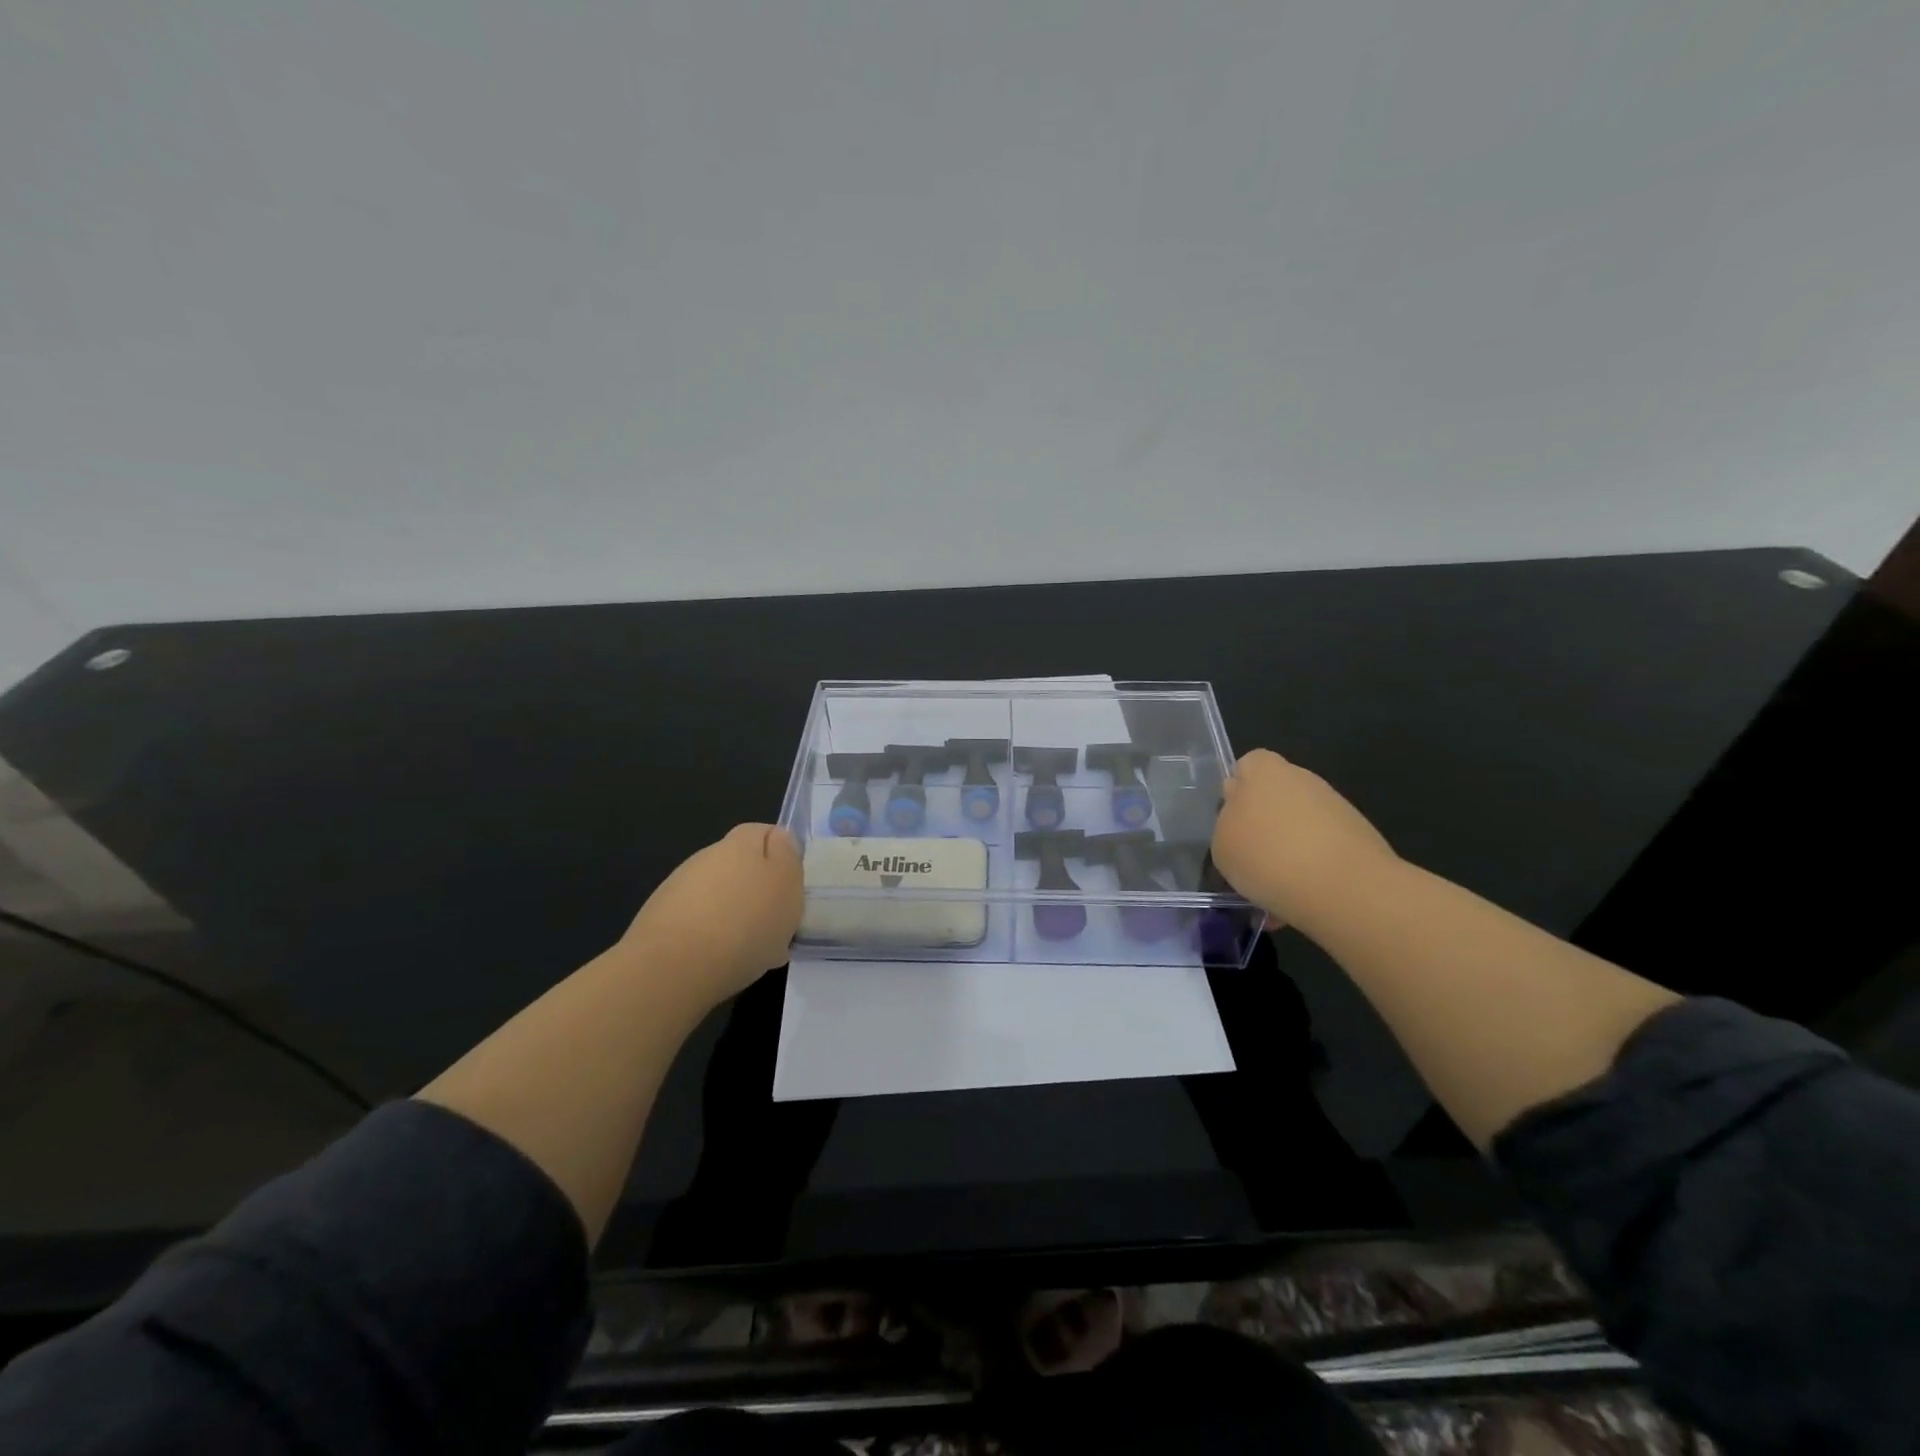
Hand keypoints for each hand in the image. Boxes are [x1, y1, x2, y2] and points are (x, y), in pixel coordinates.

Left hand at [616, 824, 803, 1011]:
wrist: (673, 968)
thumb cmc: (745, 922)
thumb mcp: (786, 884)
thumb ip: (787, 856)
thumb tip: (778, 840)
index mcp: (740, 843)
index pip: (765, 832)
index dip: (782, 855)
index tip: (792, 887)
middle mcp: (707, 857)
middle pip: (741, 866)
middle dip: (758, 890)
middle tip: (776, 924)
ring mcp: (679, 887)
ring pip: (720, 895)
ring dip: (735, 914)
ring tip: (751, 951)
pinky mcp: (660, 919)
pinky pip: (698, 921)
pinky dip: (712, 936)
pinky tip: (721, 962)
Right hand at [1210, 749, 1399, 929]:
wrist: (1346, 889)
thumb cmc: (1269, 857)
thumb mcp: (1222, 845)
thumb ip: (1227, 823)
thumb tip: (1240, 822)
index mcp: (1264, 770)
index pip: (1246, 766)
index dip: (1237, 792)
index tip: (1231, 825)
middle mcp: (1301, 780)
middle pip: (1274, 797)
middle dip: (1263, 825)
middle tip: (1250, 860)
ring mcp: (1334, 807)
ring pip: (1298, 827)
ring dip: (1286, 851)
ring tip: (1274, 890)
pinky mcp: (1358, 838)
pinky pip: (1321, 851)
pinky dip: (1310, 870)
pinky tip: (1300, 899)